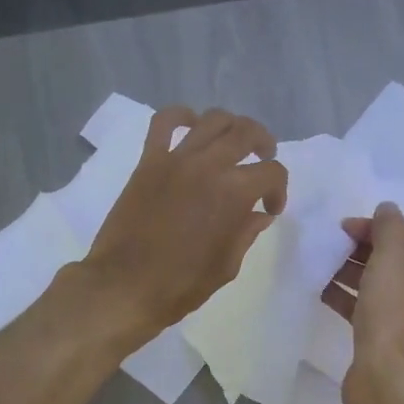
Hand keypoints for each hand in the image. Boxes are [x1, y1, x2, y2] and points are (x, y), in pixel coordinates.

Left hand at [83, 106, 288, 343]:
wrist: (124, 286)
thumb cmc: (180, 286)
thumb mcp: (225, 267)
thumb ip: (245, 234)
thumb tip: (258, 214)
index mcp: (234, 194)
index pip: (272, 173)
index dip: (278, 190)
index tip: (269, 209)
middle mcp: (208, 166)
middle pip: (246, 133)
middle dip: (263, 145)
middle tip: (263, 160)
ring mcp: (176, 159)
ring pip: (212, 121)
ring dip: (232, 126)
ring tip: (233, 142)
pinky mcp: (148, 161)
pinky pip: (164, 122)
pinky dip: (181, 116)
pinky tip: (191, 125)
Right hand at [322, 202, 403, 402]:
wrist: (387, 381)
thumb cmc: (395, 316)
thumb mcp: (390, 262)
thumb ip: (388, 230)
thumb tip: (388, 208)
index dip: (380, 230)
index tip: (346, 227)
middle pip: (399, 264)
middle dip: (364, 252)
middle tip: (333, 244)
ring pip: (382, 288)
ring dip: (353, 274)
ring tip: (323, 263)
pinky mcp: (391, 342)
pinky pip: (370, 311)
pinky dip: (350, 299)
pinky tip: (323, 289)